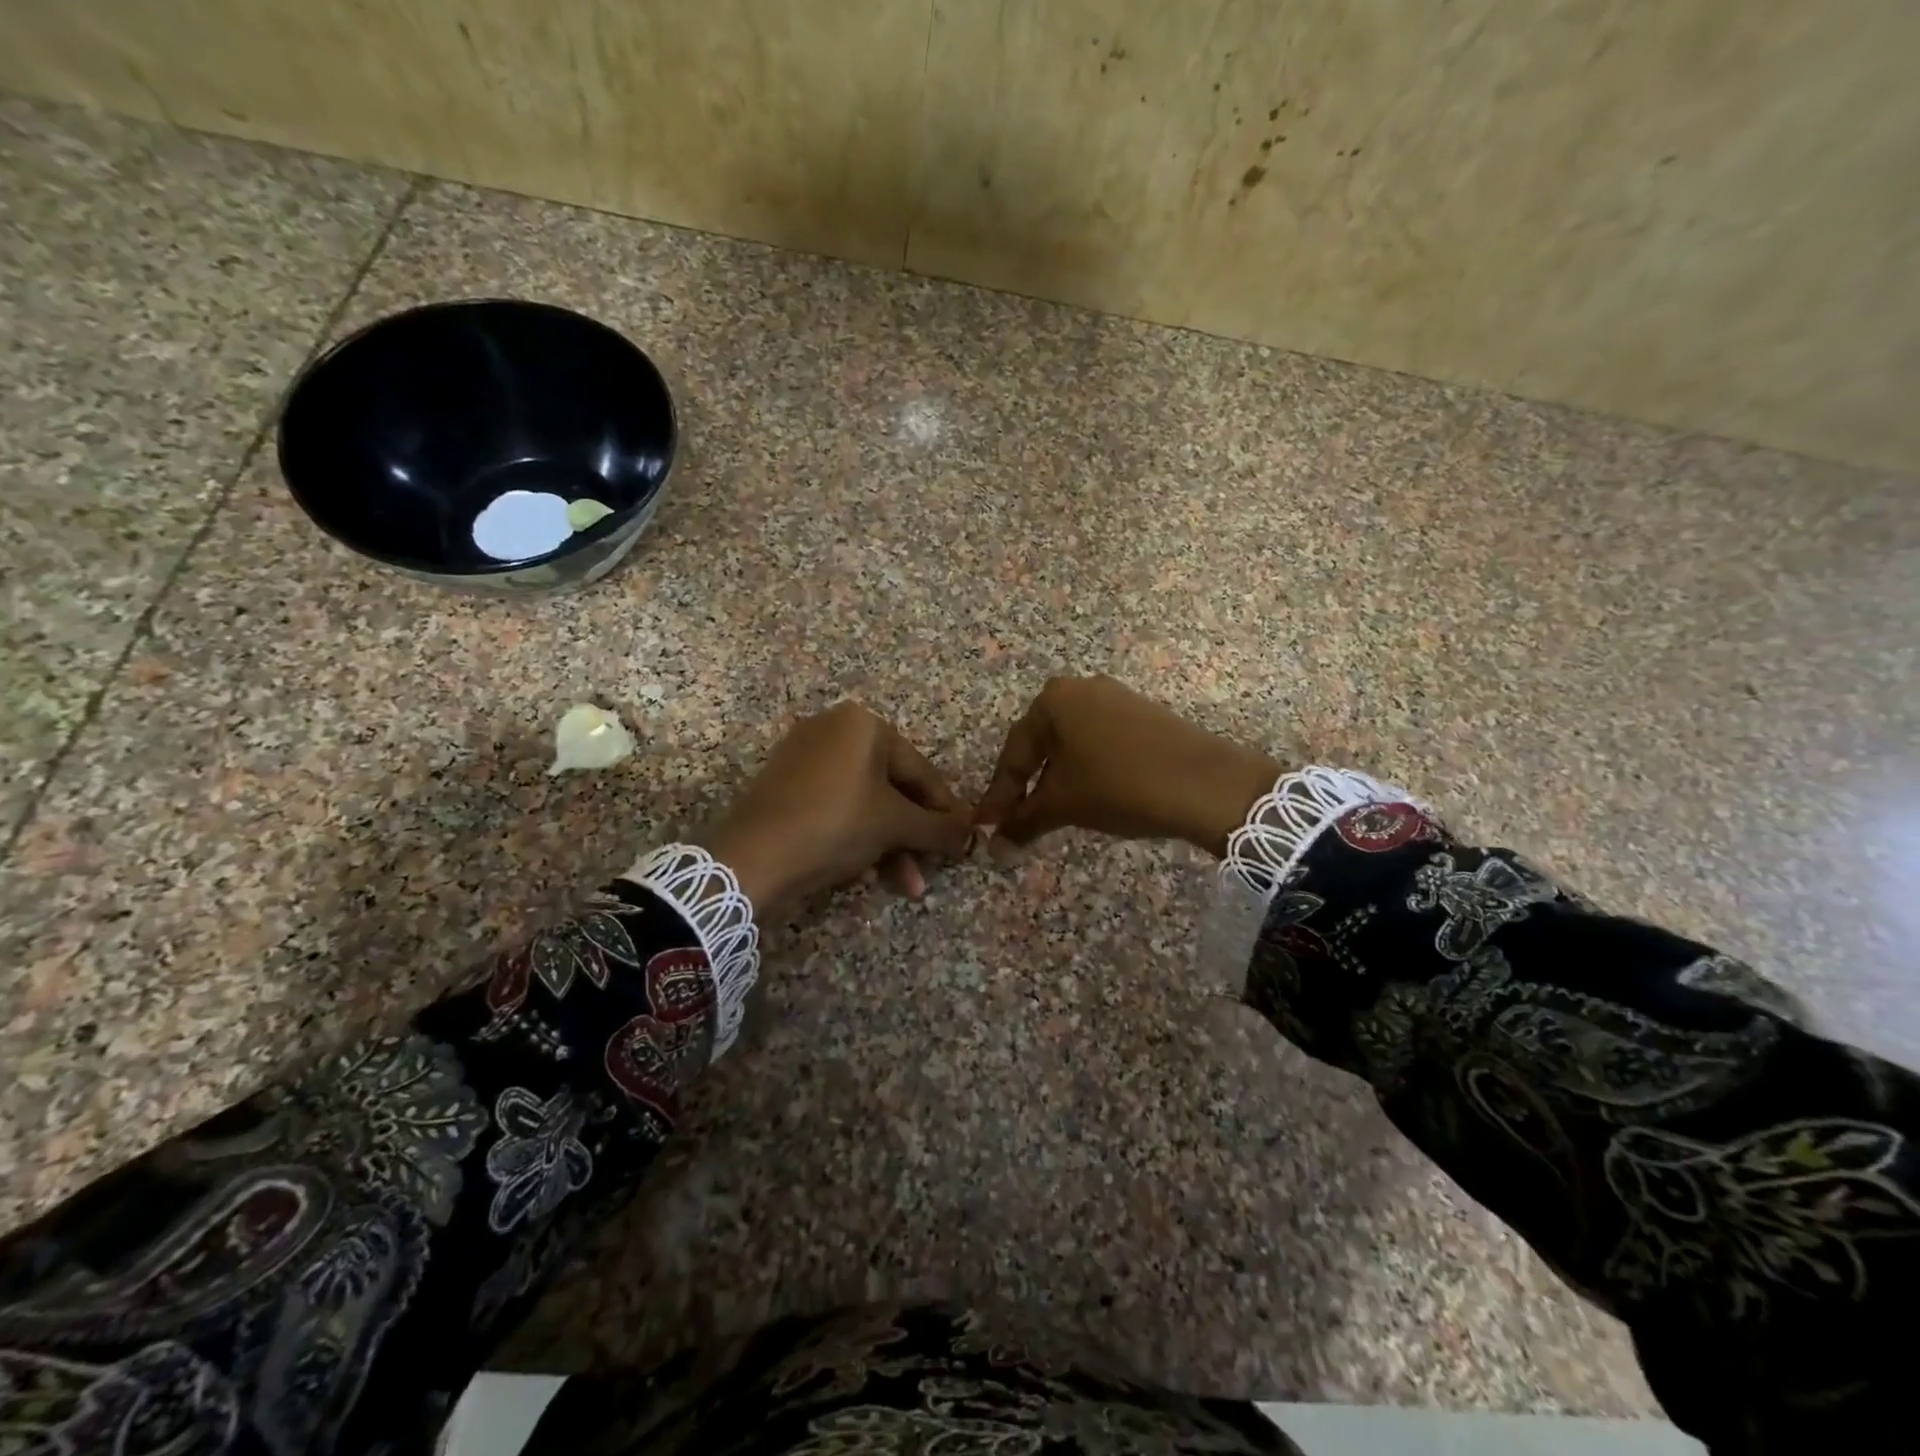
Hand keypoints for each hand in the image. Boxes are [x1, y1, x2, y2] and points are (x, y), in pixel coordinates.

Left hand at [700, 702, 971, 914]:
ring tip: (906, 886)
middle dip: (913, 836)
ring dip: (890, 845)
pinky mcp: (784, 785)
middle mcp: (833, 729)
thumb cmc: (834, 824)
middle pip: (892, 787)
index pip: (920, 770)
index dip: (945, 810)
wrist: (751, 858)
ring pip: (864, 802)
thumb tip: (972, 834)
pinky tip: (867, 872)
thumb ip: (939, 827)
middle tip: (931, 871)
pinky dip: (857, 836)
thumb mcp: (895, 825)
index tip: (961, 841)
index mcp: (863, 724)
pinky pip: (836, 806)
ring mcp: (804, 756)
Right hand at [974, 676, 1281, 855]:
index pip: (1014, 753)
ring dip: (1055, 780)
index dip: (999, 795)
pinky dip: (1085, 770)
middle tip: (1013, 820)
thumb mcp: (1064, 804)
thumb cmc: (1118, 785)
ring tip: (1047, 814)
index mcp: (1053, 699)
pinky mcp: (1142, 715)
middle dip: (1026, 786)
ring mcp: (1116, 698)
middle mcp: (1081, 688)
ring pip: (1071, 745)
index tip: (985, 825)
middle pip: (1041, 745)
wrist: (1204, 783)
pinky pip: (1099, 743)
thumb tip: (993, 845)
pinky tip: (1086, 796)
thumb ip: (1023, 821)